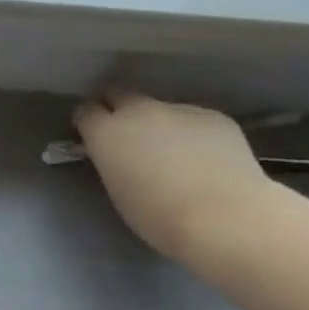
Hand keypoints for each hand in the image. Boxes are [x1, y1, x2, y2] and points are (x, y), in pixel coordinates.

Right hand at [75, 91, 274, 261]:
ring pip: (159, 108)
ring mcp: (180, 109)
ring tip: (172, 155)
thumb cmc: (156, 215)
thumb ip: (112, 161)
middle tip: (124, 136)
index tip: (91, 138)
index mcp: (107, 133)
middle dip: (116, 108)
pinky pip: (192, 119)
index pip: (86, 111)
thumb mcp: (117, 190)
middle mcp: (140, 111)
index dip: (87, 123)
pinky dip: (190, 133)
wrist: (222, 216)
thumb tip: (118, 153)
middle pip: (119, 94)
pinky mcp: (214, 116)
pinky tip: (201, 159)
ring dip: (157, 124)